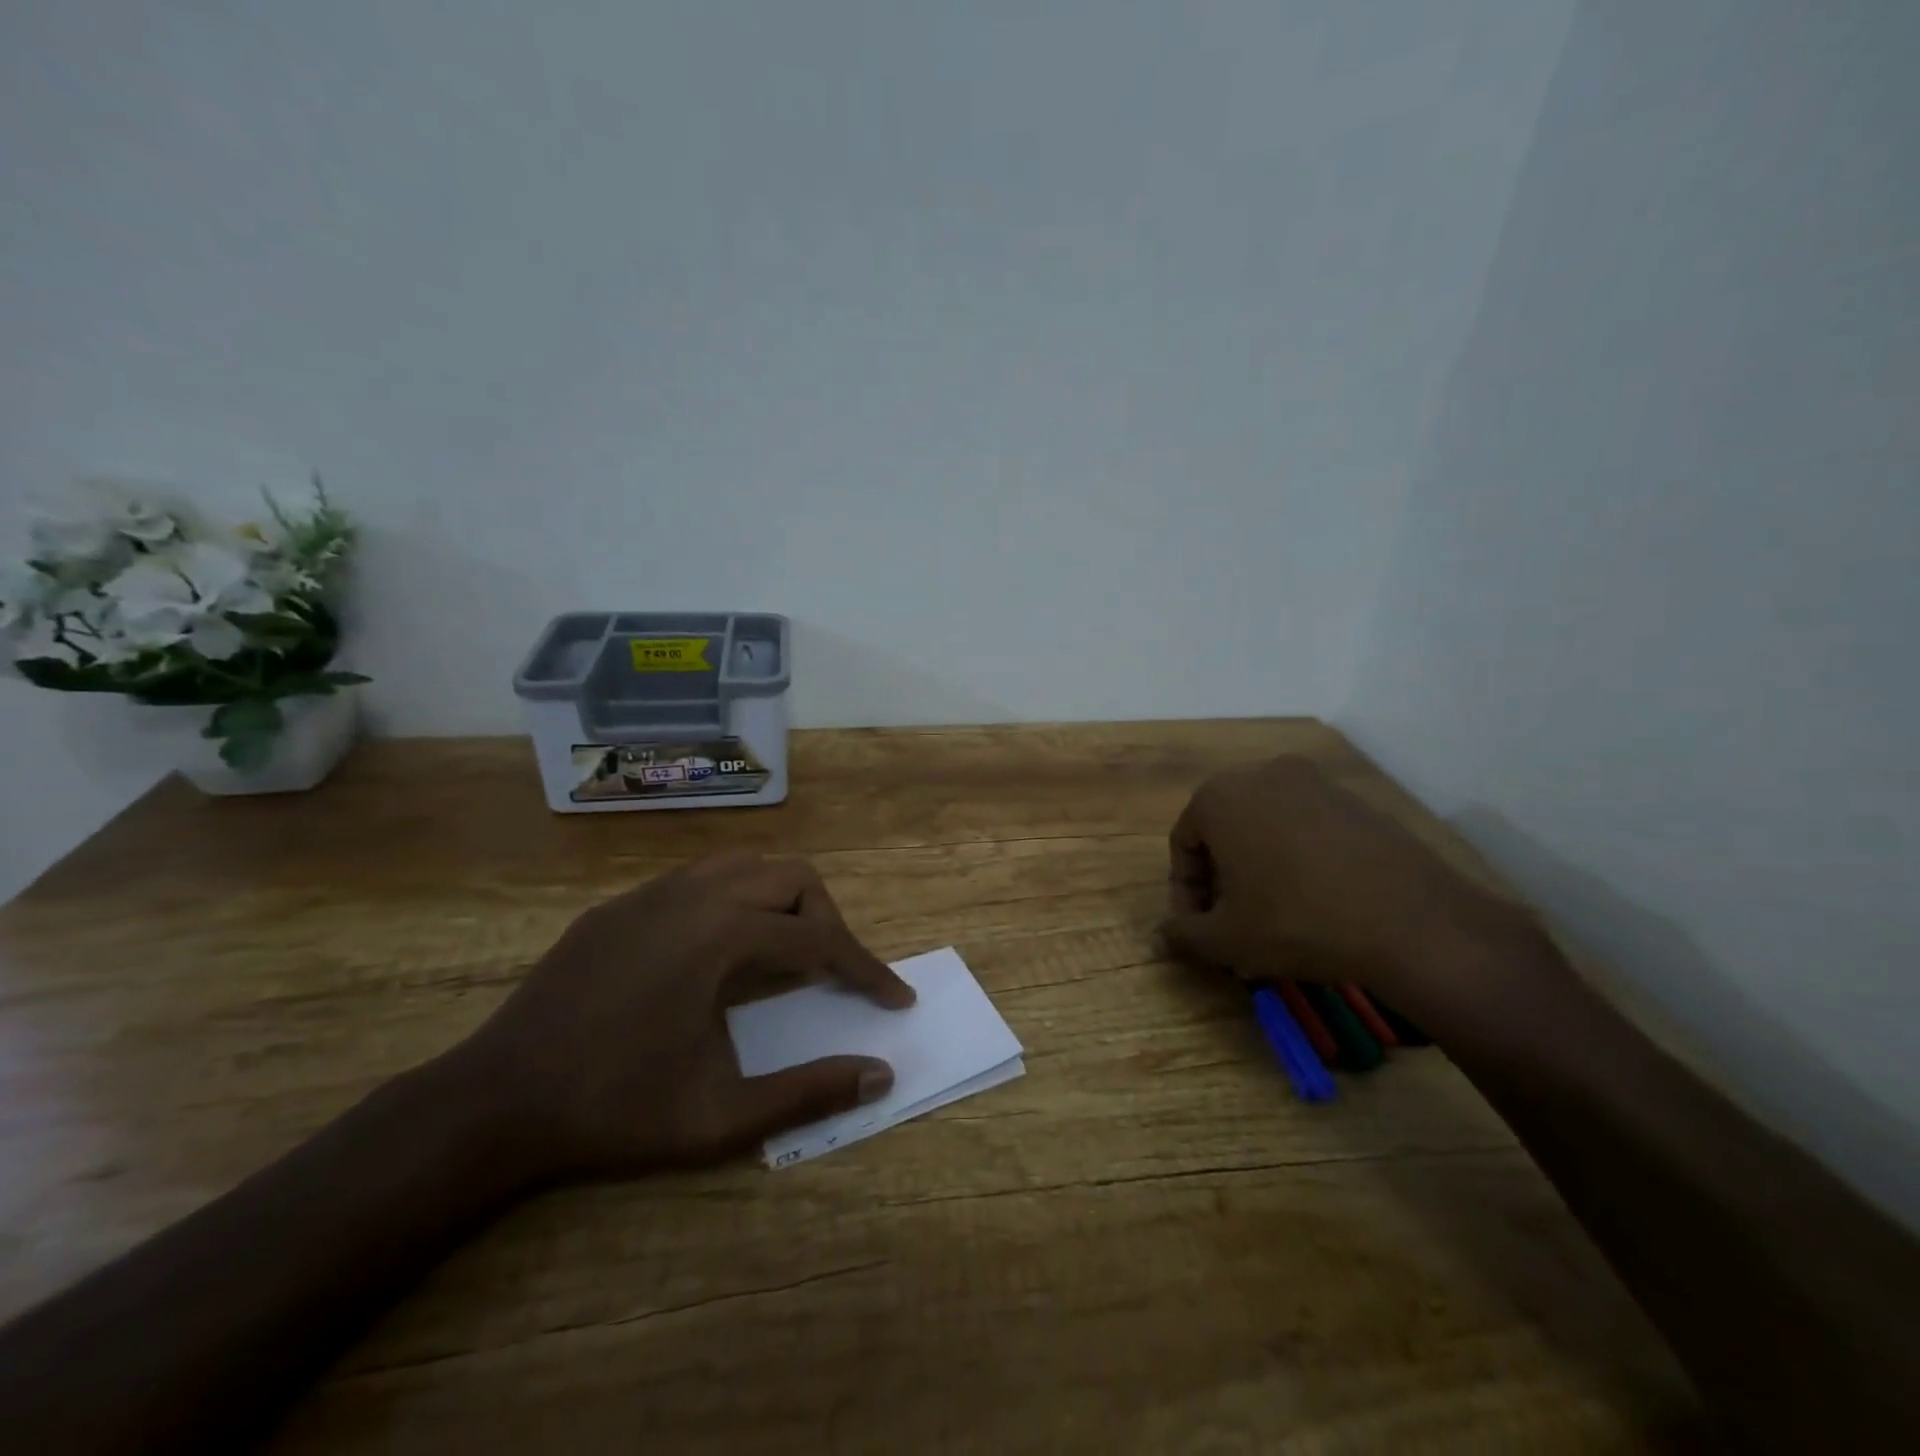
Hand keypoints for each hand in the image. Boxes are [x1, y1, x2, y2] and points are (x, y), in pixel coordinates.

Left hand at [447, 855, 913, 1180]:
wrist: (494, 1102)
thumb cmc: (613, 1110)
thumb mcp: (719, 1117)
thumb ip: (807, 1093)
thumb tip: (880, 1075)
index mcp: (721, 935)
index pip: (819, 941)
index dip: (867, 970)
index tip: (895, 999)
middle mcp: (694, 895)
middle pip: (793, 878)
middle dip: (828, 922)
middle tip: (834, 975)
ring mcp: (652, 892)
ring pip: (747, 864)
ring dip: (783, 901)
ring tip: (788, 953)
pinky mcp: (621, 904)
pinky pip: (701, 879)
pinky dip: (736, 900)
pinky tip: (720, 952)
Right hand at [1163, 756, 1533, 1020]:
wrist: (1412, 921)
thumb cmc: (1296, 922)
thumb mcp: (1226, 939)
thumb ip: (1183, 934)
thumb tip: (1160, 935)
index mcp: (1218, 796)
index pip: (1183, 844)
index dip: (1184, 892)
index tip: (1199, 929)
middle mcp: (1261, 774)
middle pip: (1222, 829)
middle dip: (1220, 876)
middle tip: (1230, 920)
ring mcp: (1313, 782)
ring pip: (1264, 826)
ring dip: (1257, 866)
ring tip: (1272, 913)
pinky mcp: (1354, 799)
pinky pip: (1307, 827)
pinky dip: (1297, 857)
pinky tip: (1316, 898)